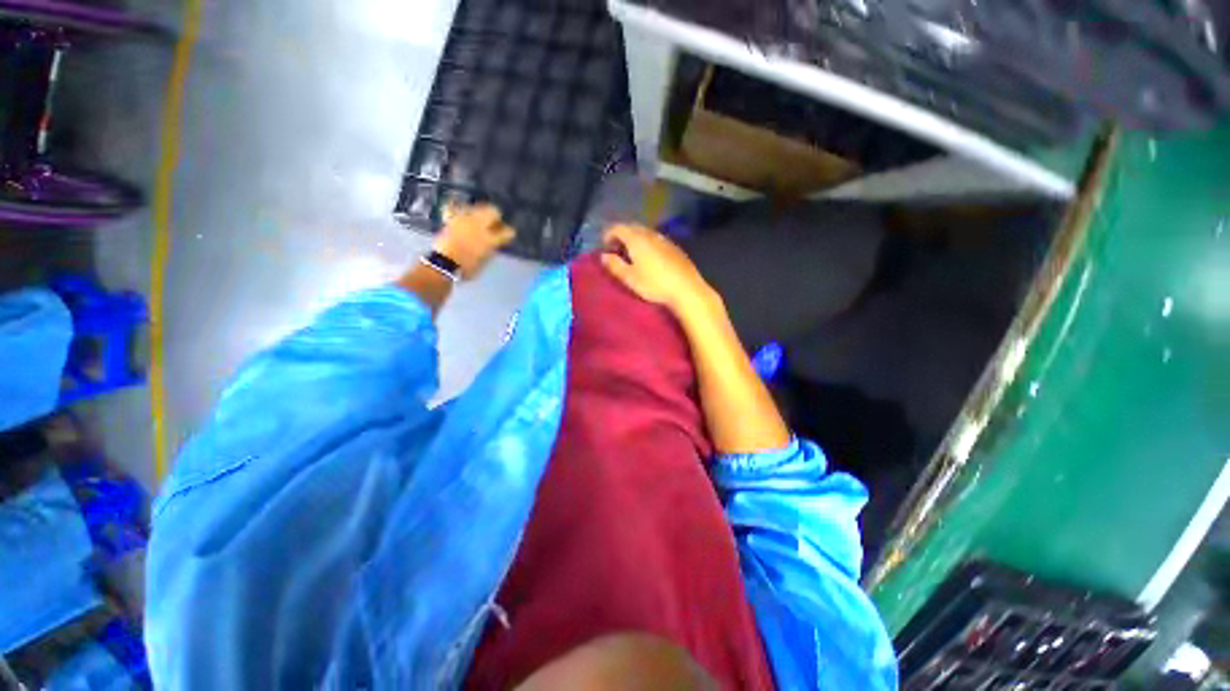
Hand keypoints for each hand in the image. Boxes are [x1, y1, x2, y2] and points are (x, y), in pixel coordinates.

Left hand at [434, 203, 515, 279]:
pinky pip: (458, 207)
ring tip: (479, 220)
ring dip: (482, 212)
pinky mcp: (452, 218)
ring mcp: (464, 220)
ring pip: (478, 207)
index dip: (509, 233)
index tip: (508, 235)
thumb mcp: (485, 261)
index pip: (507, 231)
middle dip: (496, 217)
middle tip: (494, 224)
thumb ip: (491, 248)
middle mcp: (479, 226)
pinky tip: (463, 216)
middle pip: (493, 211)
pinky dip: (462, 209)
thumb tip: (494, 242)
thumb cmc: (467, 268)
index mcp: (489, 240)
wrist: (442, 264)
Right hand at [599, 224, 716, 315]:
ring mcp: (665, 240)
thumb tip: (603, 256)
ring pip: (645, 233)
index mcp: (637, 239)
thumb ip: (614, 265)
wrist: (686, 289)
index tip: (604, 247)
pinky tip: (650, 259)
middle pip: (632, 227)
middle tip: (616, 251)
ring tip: (631, 256)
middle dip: (621, 236)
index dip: (608, 235)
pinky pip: (656, 240)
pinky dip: (647, 244)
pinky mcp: (675, 248)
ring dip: (635, 240)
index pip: (618, 228)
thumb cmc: (654, 284)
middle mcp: (651, 234)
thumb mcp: (630, 278)